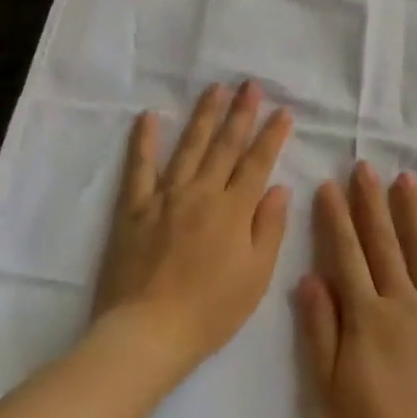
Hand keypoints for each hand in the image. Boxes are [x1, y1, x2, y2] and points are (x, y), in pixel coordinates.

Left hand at [94, 81, 293, 374]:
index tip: (282, 111)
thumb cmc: (210, 311)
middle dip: (240, 113)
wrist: (148, 332)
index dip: (271, 135)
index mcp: (233, 210)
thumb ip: (269, 228)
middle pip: (224, 146)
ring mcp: (164, 197)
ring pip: (189, 147)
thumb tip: (279, 187)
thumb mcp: (256, 277)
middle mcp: (201, 193)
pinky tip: (149, 117)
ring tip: (214, 88)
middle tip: (250, 85)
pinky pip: (139, 168)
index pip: (257, 163)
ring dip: (203, 116)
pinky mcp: (134, 208)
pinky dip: (144, 141)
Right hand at [295, 163, 416, 417]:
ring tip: (405, 180)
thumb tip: (309, 277)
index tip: (329, 185)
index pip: (346, 255)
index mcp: (366, 316)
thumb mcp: (330, 387)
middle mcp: (403, 304)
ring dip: (412, 214)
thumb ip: (320, 329)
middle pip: (384, 244)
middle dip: (371, 203)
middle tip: (364, 167)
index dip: (336, 218)